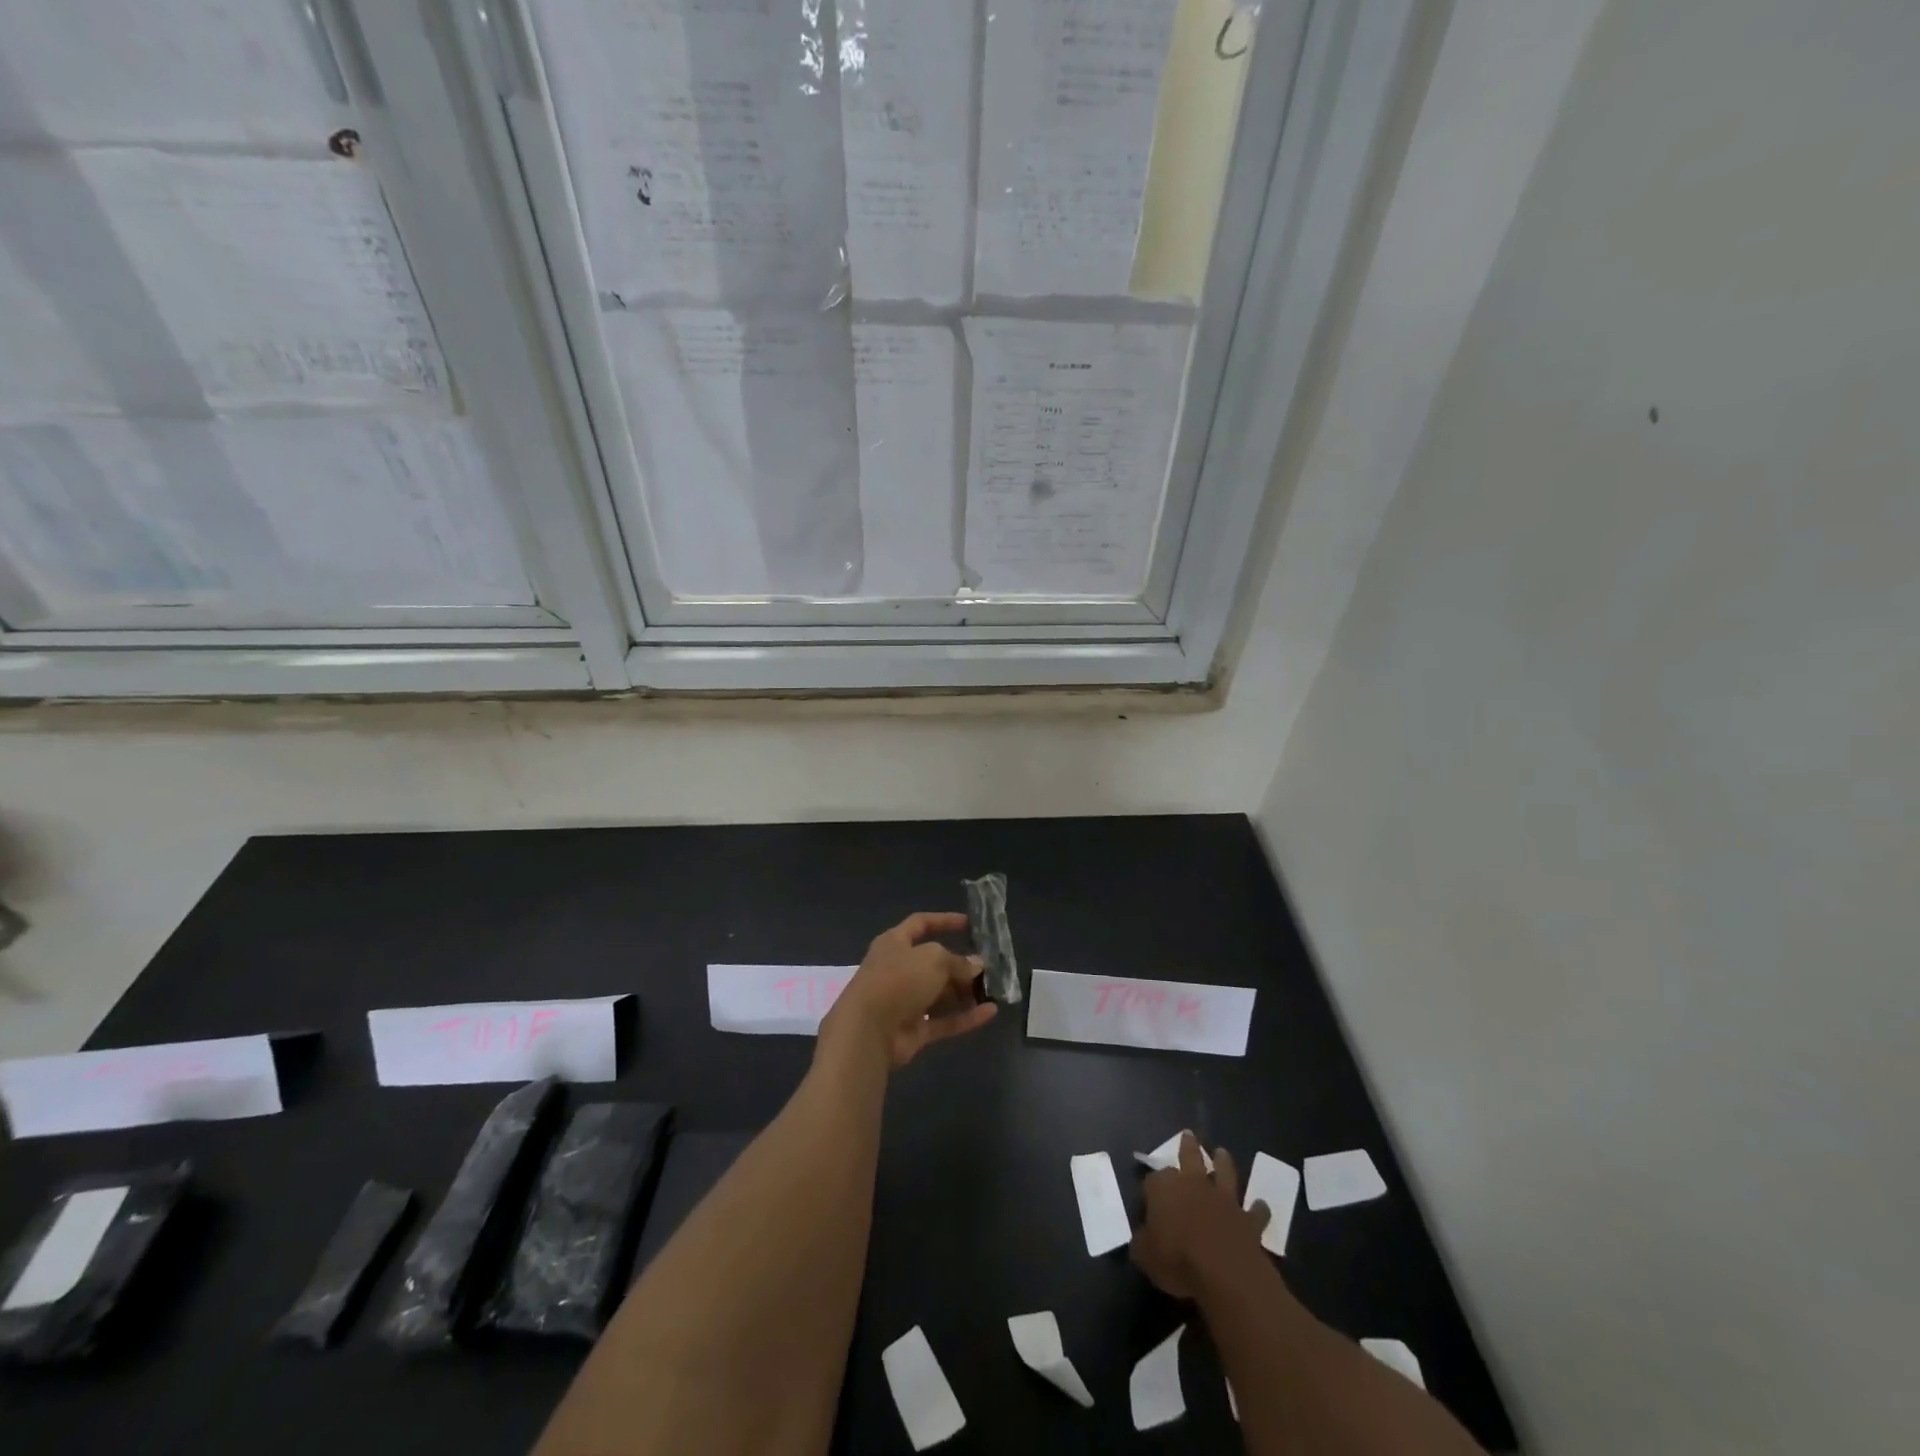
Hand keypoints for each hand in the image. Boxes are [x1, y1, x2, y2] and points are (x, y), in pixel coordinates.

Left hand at [817, 912, 996, 1070]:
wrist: (868, 1031)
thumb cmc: (898, 980)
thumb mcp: (934, 959)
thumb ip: (958, 961)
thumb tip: (976, 964)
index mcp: (894, 943)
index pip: (921, 924)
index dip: (944, 921)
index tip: (969, 923)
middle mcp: (898, 969)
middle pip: (934, 963)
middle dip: (960, 966)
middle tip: (987, 968)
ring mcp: (905, 1002)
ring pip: (940, 994)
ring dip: (965, 993)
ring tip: (992, 991)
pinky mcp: (913, 1030)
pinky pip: (944, 1020)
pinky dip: (966, 1017)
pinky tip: (991, 1012)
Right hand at [1131, 1132, 1270, 1299]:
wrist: (1225, 1273)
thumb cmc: (1178, 1260)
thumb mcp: (1145, 1256)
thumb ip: (1142, 1242)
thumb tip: (1144, 1238)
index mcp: (1164, 1188)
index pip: (1153, 1180)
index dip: (1150, 1188)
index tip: (1148, 1197)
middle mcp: (1194, 1184)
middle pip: (1190, 1157)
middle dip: (1188, 1145)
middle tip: (1189, 1135)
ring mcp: (1224, 1199)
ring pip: (1224, 1172)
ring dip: (1223, 1162)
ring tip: (1222, 1153)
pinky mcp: (1248, 1219)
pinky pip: (1255, 1211)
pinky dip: (1258, 1208)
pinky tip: (1260, 1206)